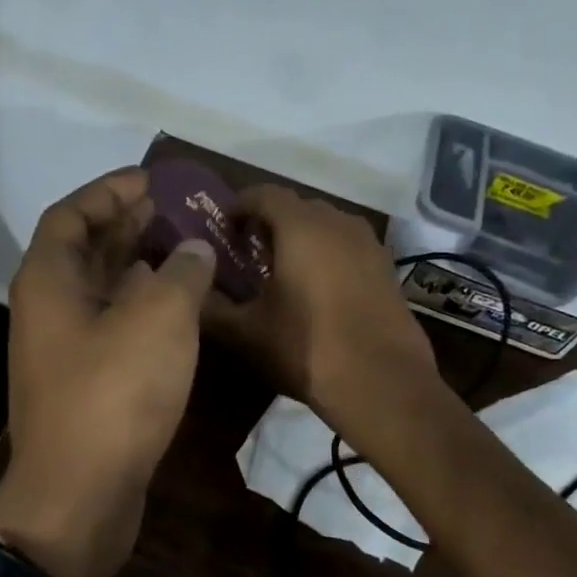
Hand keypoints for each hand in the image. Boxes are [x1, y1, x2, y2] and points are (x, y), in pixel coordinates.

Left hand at [0, 169, 216, 576]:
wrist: (80, 497)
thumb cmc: (114, 396)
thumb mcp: (158, 320)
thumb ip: (180, 273)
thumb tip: (193, 249)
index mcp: (49, 282)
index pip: (71, 215)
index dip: (109, 191)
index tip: (152, 180)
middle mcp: (49, 310)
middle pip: (85, 251)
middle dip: (129, 225)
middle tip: (178, 210)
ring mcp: (65, 350)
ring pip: (102, 290)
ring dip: (139, 266)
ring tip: (186, 249)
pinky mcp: (86, 384)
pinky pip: (114, 326)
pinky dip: (144, 307)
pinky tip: (180, 308)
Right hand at [205, 185, 439, 431]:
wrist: (382, 382)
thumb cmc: (306, 349)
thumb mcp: (246, 333)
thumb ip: (210, 308)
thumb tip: (190, 293)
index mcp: (301, 227)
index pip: (264, 194)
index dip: (240, 205)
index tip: (224, 227)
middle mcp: (338, 223)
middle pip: (298, 207)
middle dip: (271, 221)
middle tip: (250, 251)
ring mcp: (369, 245)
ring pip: (328, 226)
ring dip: (303, 238)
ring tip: (284, 270)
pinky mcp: (387, 269)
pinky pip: (349, 247)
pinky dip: (329, 255)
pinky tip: (319, 290)